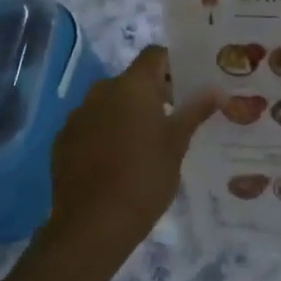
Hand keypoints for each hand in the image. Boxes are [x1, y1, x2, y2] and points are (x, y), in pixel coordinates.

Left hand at [43, 46, 218, 270]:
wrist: (92, 225)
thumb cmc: (145, 178)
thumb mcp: (177, 144)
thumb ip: (195, 111)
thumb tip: (217, 90)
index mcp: (132, 86)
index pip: (154, 55)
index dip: (173, 63)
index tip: (189, 83)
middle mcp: (101, 91)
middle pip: (132, 80)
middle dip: (152, 93)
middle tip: (174, 117)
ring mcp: (78, 116)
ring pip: (109, 103)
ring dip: (127, 113)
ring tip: (146, 143)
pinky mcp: (63, 141)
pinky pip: (91, 126)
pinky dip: (105, 133)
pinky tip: (117, 161)